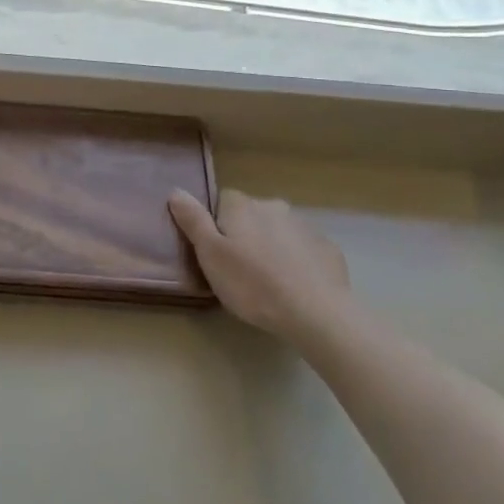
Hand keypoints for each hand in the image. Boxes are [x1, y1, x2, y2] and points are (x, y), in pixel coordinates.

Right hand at [168, 188, 353, 343]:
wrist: (315, 312)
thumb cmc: (252, 284)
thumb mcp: (210, 254)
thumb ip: (193, 220)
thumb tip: (176, 190)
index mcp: (242, 206)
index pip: (221, 200)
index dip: (215, 224)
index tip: (215, 251)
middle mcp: (274, 206)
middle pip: (251, 214)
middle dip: (245, 234)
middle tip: (239, 269)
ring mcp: (304, 226)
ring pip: (278, 231)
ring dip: (271, 246)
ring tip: (268, 281)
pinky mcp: (327, 248)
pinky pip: (303, 249)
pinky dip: (296, 261)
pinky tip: (295, 286)